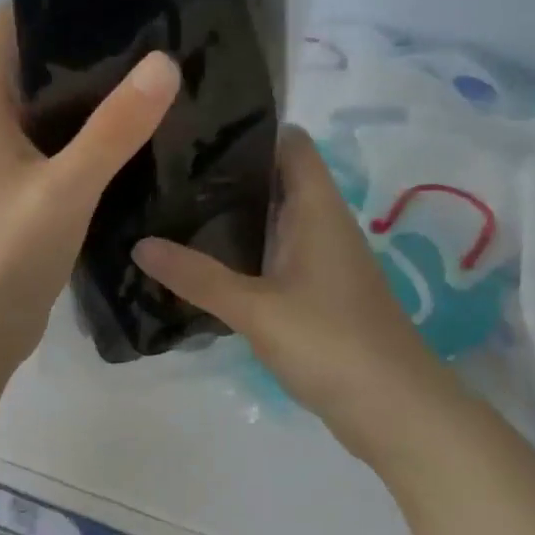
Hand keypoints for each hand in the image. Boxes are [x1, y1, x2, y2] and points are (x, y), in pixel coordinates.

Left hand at [0, 3, 180, 377]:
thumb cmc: (5, 251)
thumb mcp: (64, 187)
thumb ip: (113, 130)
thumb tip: (165, 62)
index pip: (12, 27)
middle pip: (41, 66)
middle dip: (90, 45)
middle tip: (157, 25)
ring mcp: (14, 164)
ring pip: (59, 113)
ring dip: (99, 96)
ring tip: (162, 72)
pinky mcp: (33, 197)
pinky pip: (69, 152)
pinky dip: (100, 140)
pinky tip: (145, 136)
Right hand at [132, 127, 451, 428]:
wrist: (395, 411)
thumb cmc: (331, 342)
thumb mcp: (256, 309)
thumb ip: (197, 276)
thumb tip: (139, 244)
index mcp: (317, 208)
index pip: (289, 142)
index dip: (250, 126)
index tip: (195, 124)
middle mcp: (322, 223)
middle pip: (275, 178)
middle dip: (226, 170)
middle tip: (164, 165)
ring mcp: (321, 260)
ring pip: (272, 219)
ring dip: (231, 213)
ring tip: (170, 205)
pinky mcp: (316, 293)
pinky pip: (274, 255)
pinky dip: (242, 251)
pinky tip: (202, 260)